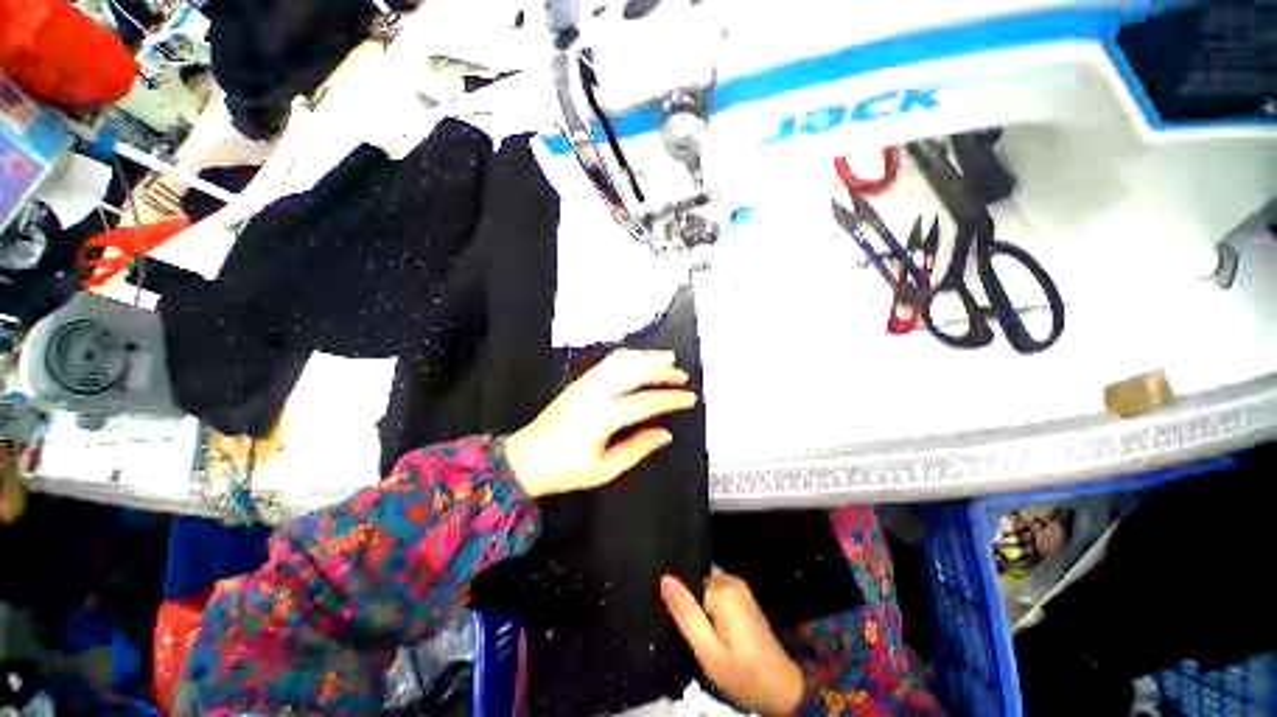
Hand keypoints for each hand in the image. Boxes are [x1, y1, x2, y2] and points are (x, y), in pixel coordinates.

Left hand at [504, 349, 696, 497]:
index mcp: (603, 417)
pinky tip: (639, 359)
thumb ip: (638, 449)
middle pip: (634, 372)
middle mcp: (595, 394)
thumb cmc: (564, 469)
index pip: (646, 401)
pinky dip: (629, 357)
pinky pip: (608, 361)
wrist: (526, 459)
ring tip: (666, 358)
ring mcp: (585, 384)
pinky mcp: (579, 382)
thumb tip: (664, 435)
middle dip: (662, 371)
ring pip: (620, 360)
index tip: (688, 399)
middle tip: (681, 375)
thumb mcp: (605, 469)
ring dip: (646, 357)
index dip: (671, 399)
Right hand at [661, 570, 804, 716]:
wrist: (782, 689)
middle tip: (676, 621)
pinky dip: (705, 603)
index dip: (675, 593)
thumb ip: (686, 614)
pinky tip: (701, 622)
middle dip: (685, 595)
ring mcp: (739, 587)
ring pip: (704, 583)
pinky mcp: (742, 597)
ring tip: (685, 622)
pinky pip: (714, 589)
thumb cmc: (743, 674)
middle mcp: (731, 579)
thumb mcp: (708, 651)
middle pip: (696, 578)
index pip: (687, 578)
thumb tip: (664, 578)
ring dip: (694, 600)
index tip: (665, 610)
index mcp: (723, 589)